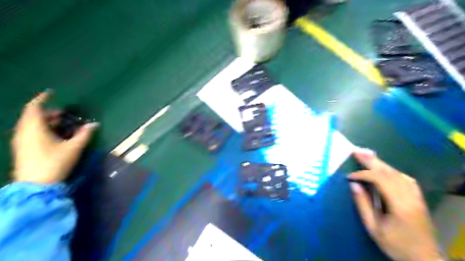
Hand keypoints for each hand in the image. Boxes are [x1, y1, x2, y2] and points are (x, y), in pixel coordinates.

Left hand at [11, 92, 98, 182]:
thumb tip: (94, 125)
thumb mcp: (73, 148)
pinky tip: (55, 135)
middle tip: (64, 113)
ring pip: (32, 125)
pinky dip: (42, 129)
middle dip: (49, 113)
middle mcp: (24, 132)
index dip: (42, 99)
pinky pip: (31, 133)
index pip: (34, 107)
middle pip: (33, 116)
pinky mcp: (23, 149)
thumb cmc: (55, 162)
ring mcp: (22, 141)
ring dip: (46, 122)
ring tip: (62, 123)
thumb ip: (84, 135)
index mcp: (34, 128)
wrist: (36, 185)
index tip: (51, 93)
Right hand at [349, 148, 442, 260]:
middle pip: (390, 172)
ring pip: (398, 173)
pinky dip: (393, 171)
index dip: (363, 175)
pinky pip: (406, 179)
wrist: (425, 260)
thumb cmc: (396, 245)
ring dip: (381, 163)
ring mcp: (417, 197)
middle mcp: (410, 197)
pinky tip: (385, 169)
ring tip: (368, 155)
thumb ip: (363, 205)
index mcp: (399, 205)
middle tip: (357, 151)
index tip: (349, 176)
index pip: (380, 180)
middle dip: (371, 161)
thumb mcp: (374, 228)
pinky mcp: (419, 199)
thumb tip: (354, 185)